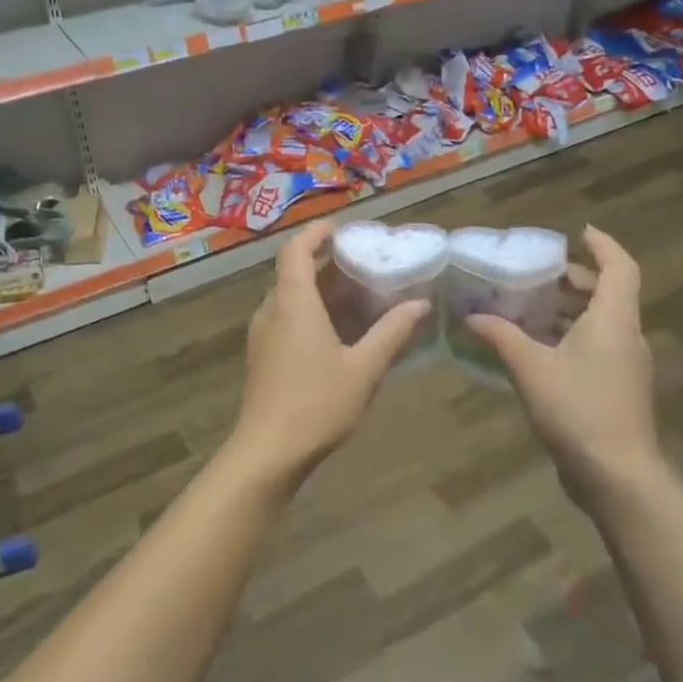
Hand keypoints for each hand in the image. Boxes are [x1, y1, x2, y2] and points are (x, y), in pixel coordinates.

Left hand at [230, 219, 429, 488]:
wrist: (268, 452)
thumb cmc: (316, 403)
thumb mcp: (364, 368)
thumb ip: (392, 332)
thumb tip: (420, 304)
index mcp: (293, 302)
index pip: (295, 250)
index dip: (316, 233)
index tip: (343, 229)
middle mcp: (271, 311)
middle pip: (293, 272)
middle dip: (326, 262)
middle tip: (363, 263)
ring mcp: (262, 335)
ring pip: (289, 297)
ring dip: (319, 290)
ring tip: (357, 295)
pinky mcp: (262, 357)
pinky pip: (286, 319)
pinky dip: (310, 312)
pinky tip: (338, 332)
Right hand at [465, 226, 662, 505]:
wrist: (616, 474)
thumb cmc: (577, 408)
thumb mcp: (530, 367)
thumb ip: (501, 336)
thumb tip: (471, 316)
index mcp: (613, 319)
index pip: (619, 267)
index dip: (603, 245)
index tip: (578, 232)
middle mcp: (626, 336)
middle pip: (609, 294)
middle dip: (575, 280)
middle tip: (538, 274)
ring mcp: (626, 366)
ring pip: (602, 323)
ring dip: (570, 311)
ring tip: (529, 308)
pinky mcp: (618, 390)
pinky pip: (596, 348)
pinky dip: (570, 338)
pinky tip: (537, 350)